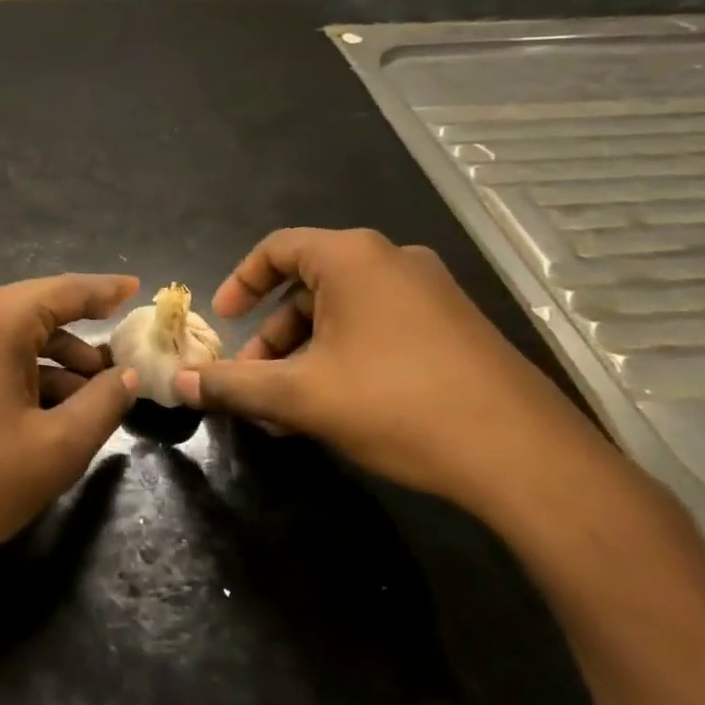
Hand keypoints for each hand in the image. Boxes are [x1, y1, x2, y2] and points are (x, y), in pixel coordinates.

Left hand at [0, 274, 140, 575]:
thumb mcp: (54, 447)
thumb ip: (102, 405)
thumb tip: (128, 376)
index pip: (64, 290)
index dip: (105, 290)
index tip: (137, 289)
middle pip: (38, 313)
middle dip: (83, 337)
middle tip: (125, 361)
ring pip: (15, 340)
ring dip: (56, 363)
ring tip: (95, 398)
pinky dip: (26, 376)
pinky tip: (50, 412)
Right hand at [173, 228, 604, 514]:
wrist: (525, 456)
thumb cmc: (397, 405)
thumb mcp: (301, 396)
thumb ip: (233, 385)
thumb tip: (178, 384)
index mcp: (352, 258)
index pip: (277, 248)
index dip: (240, 282)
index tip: (223, 322)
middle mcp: (392, 261)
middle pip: (309, 285)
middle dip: (273, 334)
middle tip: (253, 378)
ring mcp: (431, 293)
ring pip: (344, 312)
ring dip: (306, 352)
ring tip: (290, 405)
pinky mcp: (455, 327)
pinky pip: (380, 327)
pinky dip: (345, 356)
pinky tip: (338, 406)